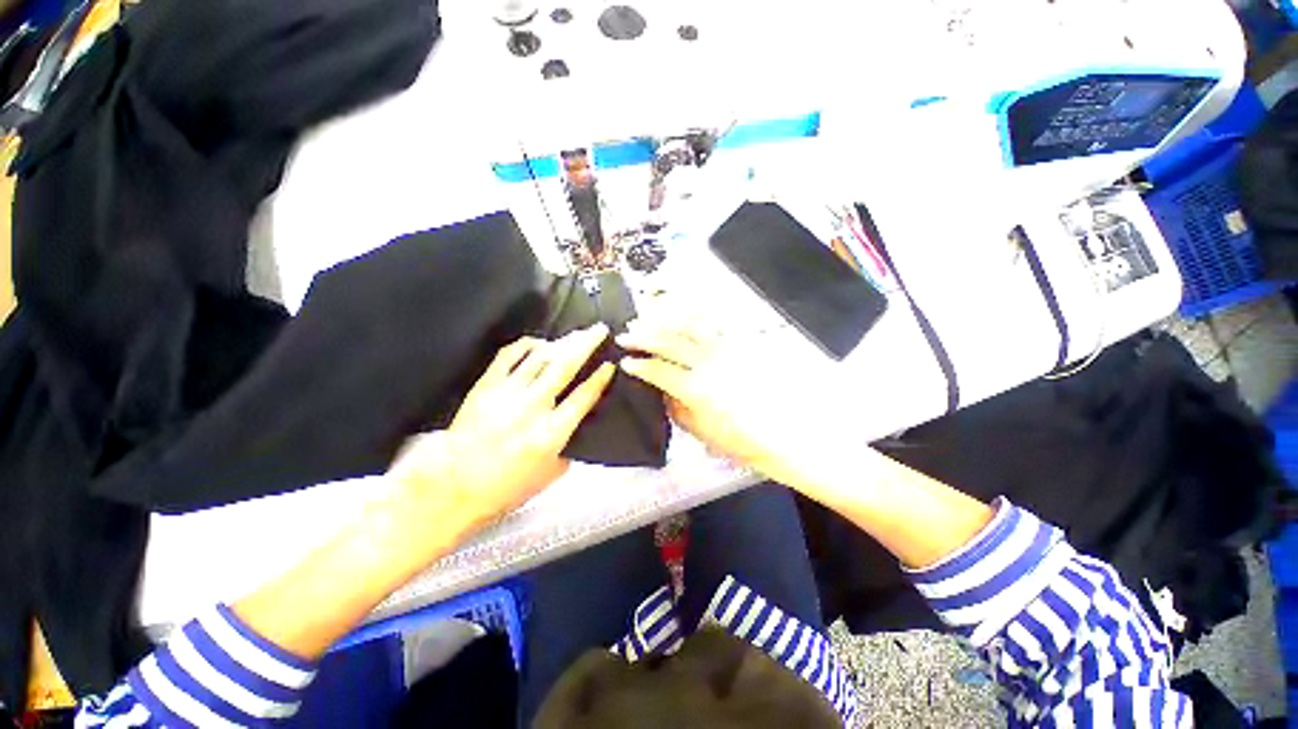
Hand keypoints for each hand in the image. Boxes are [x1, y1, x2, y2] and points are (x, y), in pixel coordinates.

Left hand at [391, 324, 614, 531]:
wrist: (454, 487)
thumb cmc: (506, 487)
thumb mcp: (550, 475)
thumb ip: (569, 447)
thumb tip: (576, 424)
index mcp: (552, 432)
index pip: (584, 396)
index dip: (600, 378)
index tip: (609, 364)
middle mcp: (533, 406)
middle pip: (565, 366)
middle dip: (587, 344)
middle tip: (600, 330)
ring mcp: (507, 393)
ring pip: (540, 357)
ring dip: (563, 342)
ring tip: (577, 333)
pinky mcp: (486, 386)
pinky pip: (509, 356)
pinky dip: (527, 345)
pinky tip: (539, 342)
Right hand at [617, 317, 828, 489]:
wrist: (785, 431)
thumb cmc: (740, 439)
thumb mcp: (700, 431)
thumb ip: (676, 408)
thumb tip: (662, 390)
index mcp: (695, 388)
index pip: (658, 370)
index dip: (639, 365)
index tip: (625, 362)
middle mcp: (707, 362)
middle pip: (669, 342)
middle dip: (643, 336)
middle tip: (626, 333)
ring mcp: (725, 349)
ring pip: (688, 326)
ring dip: (664, 320)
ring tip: (648, 317)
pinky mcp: (739, 343)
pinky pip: (712, 323)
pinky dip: (692, 315)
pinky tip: (681, 313)